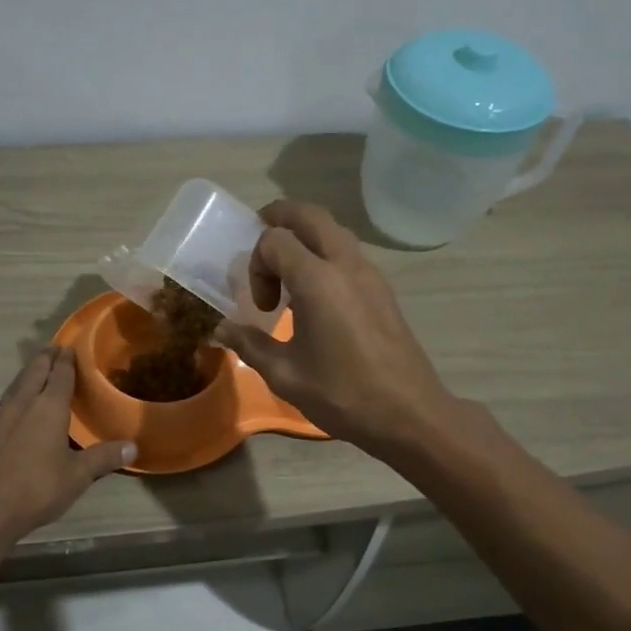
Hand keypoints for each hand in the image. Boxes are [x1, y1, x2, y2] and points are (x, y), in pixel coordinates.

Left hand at [0, 346, 133, 543]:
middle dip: (44, 358)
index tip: (70, 347)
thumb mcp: (77, 476)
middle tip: (53, 349)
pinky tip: (14, 409)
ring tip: (35, 372)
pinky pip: (2, 405)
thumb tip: (133, 446)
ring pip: (15, 386)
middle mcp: (22, 404)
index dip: (66, 360)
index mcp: (49, 407)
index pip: (60, 374)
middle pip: (34, 371)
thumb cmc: (36, 488)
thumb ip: (103, 458)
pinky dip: (13, 398)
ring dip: (27, 375)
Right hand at [218, 201, 464, 456]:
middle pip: (310, 215)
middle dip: (280, 217)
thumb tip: (221, 330)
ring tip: (285, 265)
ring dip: (305, 235)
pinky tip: (315, 292)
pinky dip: (325, 252)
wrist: (409, 415)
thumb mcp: (285, 374)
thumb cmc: (343, 394)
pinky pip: (348, 252)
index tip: (260, 306)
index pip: (275, 240)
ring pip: (334, 230)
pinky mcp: (382, 290)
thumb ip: (250, 344)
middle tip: (259, 234)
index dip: (257, 264)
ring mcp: (370, 275)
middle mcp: (346, 266)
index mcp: (318, 281)